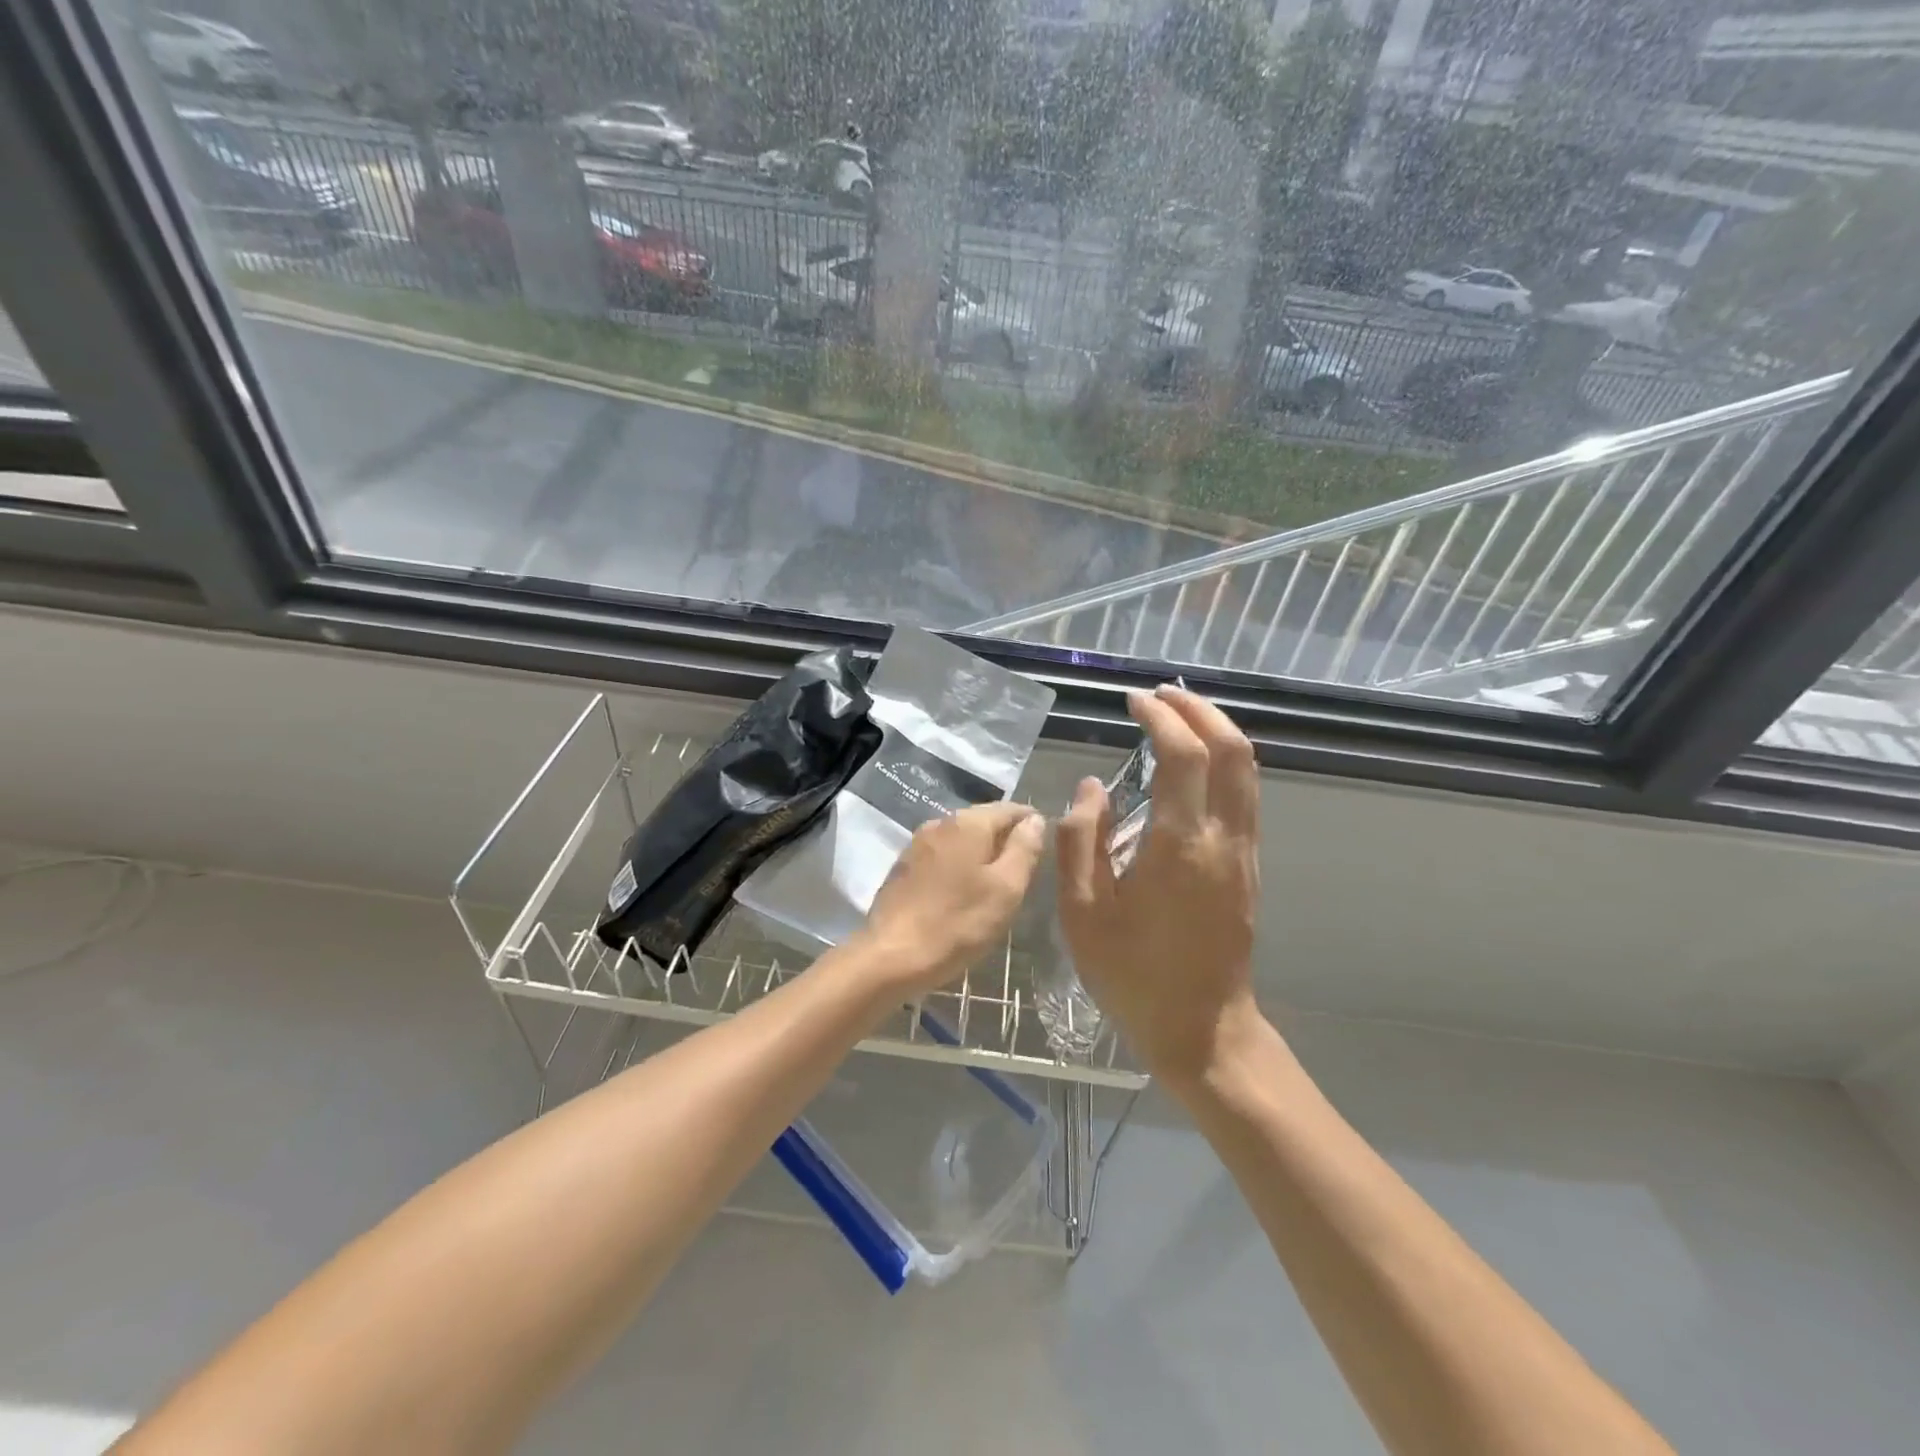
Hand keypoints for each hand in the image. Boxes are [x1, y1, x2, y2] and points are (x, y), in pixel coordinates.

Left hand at [857, 802, 1047, 996]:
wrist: (892, 956)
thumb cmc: (958, 924)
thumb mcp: (1006, 889)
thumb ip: (1024, 849)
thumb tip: (1035, 820)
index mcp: (968, 823)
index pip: (1011, 809)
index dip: (1032, 824)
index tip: (1046, 849)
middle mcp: (940, 823)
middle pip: (984, 821)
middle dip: (1006, 840)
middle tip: (1025, 873)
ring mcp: (917, 844)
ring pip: (962, 840)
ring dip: (981, 855)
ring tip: (997, 885)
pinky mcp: (904, 866)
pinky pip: (942, 856)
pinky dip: (959, 867)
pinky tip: (964, 892)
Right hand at [1057, 686, 1263, 1085]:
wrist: (1202, 1029)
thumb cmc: (1134, 975)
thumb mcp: (1083, 914)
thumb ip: (1081, 841)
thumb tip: (1091, 787)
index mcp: (1181, 845)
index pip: (1184, 756)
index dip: (1161, 718)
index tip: (1132, 701)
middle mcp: (1224, 838)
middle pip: (1233, 750)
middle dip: (1199, 711)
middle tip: (1161, 696)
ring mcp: (1244, 852)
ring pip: (1247, 770)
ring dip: (1216, 732)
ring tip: (1177, 716)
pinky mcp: (1248, 866)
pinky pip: (1244, 794)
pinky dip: (1223, 761)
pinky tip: (1192, 765)